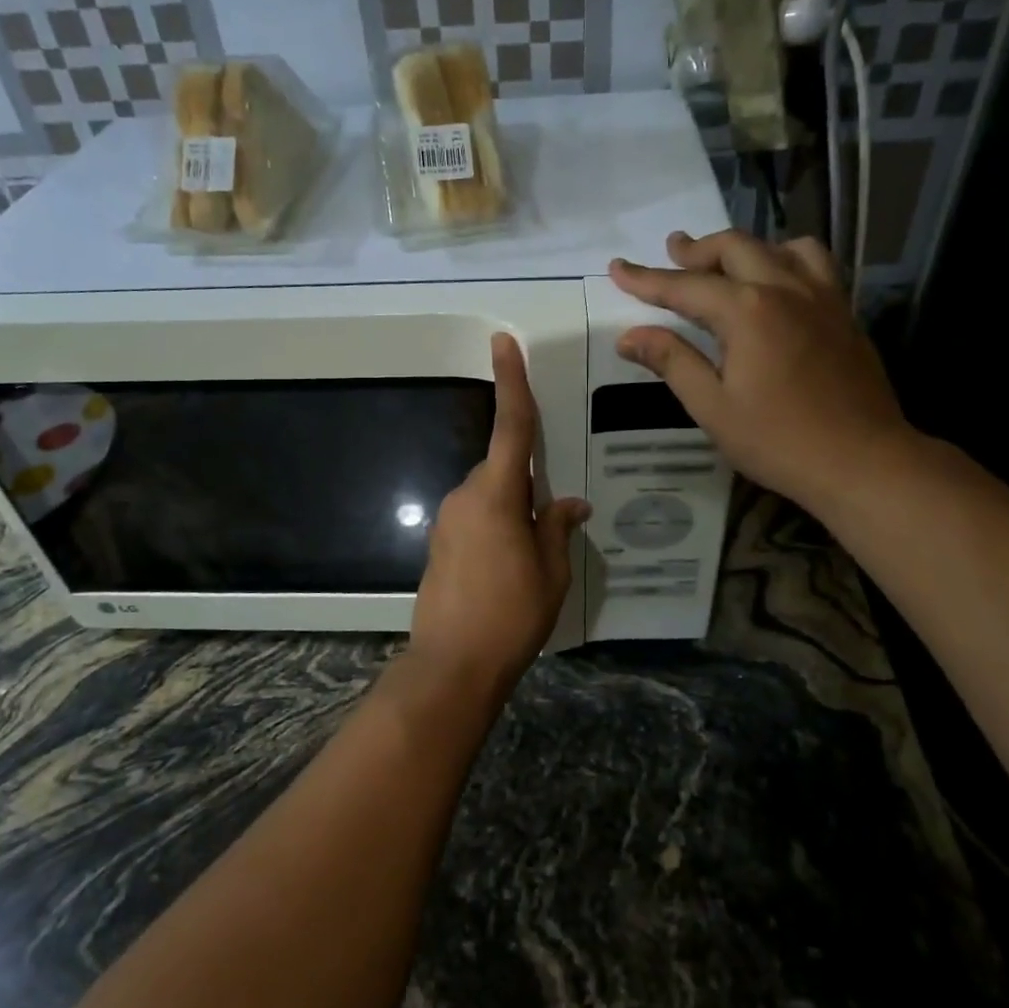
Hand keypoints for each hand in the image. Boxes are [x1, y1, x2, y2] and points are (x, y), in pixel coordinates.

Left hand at [406, 334, 590, 694]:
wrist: (452, 664)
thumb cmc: (511, 615)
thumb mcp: (552, 572)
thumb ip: (557, 528)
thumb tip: (570, 503)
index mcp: (496, 495)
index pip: (510, 427)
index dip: (511, 382)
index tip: (503, 342)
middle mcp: (465, 496)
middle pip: (501, 469)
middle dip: (525, 483)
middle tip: (550, 523)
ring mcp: (446, 520)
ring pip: (487, 495)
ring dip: (510, 511)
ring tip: (530, 559)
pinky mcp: (438, 543)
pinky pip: (473, 518)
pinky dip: (493, 528)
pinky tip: (507, 569)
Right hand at [609, 230, 913, 514]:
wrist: (862, 461)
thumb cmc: (779, 441)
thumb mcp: (713, 408)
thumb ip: (673, 362)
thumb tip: (630, 336)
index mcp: (747, 311)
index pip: (685, 286)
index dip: (647, 278)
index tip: (617, 267)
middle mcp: (785, 288)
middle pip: (734, 248)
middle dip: (696, 249)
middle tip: (671, 251)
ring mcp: (821, 296)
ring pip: (779, 246)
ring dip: (744, 247)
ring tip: (724, 262)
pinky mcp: (844, 312)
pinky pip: (814, 263)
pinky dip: (784, 258)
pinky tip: (777, 281)